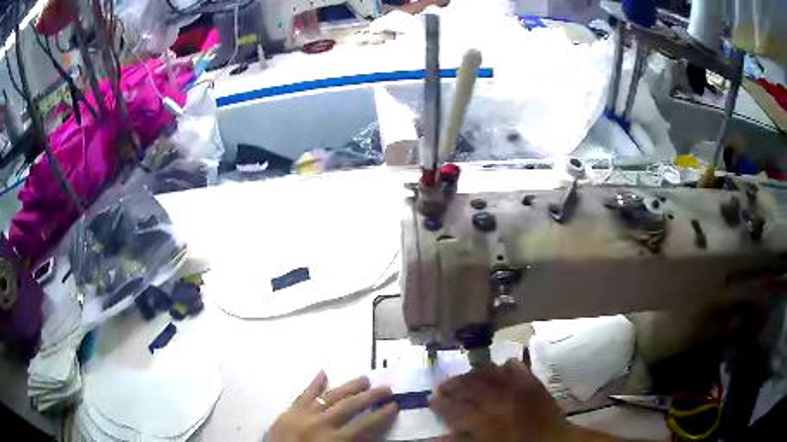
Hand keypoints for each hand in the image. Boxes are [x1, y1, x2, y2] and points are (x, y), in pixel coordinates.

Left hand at [266, 371, 398, 441]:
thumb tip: (369, 435)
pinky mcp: (289, 412)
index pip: (365, 425)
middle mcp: (321, 424)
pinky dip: (314, 384)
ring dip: (349, 387)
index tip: (394, 406)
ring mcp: (303, 415)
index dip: (381, 415)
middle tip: (386, 388)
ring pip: (330, 396)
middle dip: (370, 397)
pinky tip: (322, 372)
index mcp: (334, 440)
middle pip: (350, 406)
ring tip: (364, 379)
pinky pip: (303, 395)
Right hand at [429, 359, 572, 441]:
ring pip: (489, 372)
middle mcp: (499, 399)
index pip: (456, 408)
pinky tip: (499, 369)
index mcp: (486, 419)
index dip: (442, 403)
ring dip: (474, 373)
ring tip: (466, 376)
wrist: (554, 441)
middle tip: (443, 385)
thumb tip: (440, 434)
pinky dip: (505, 366)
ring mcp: (517, 387)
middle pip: (470, 386)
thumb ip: (463, 439)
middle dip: (453, 384)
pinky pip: (515, 367)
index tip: (431, 399)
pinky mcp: (532, 382)